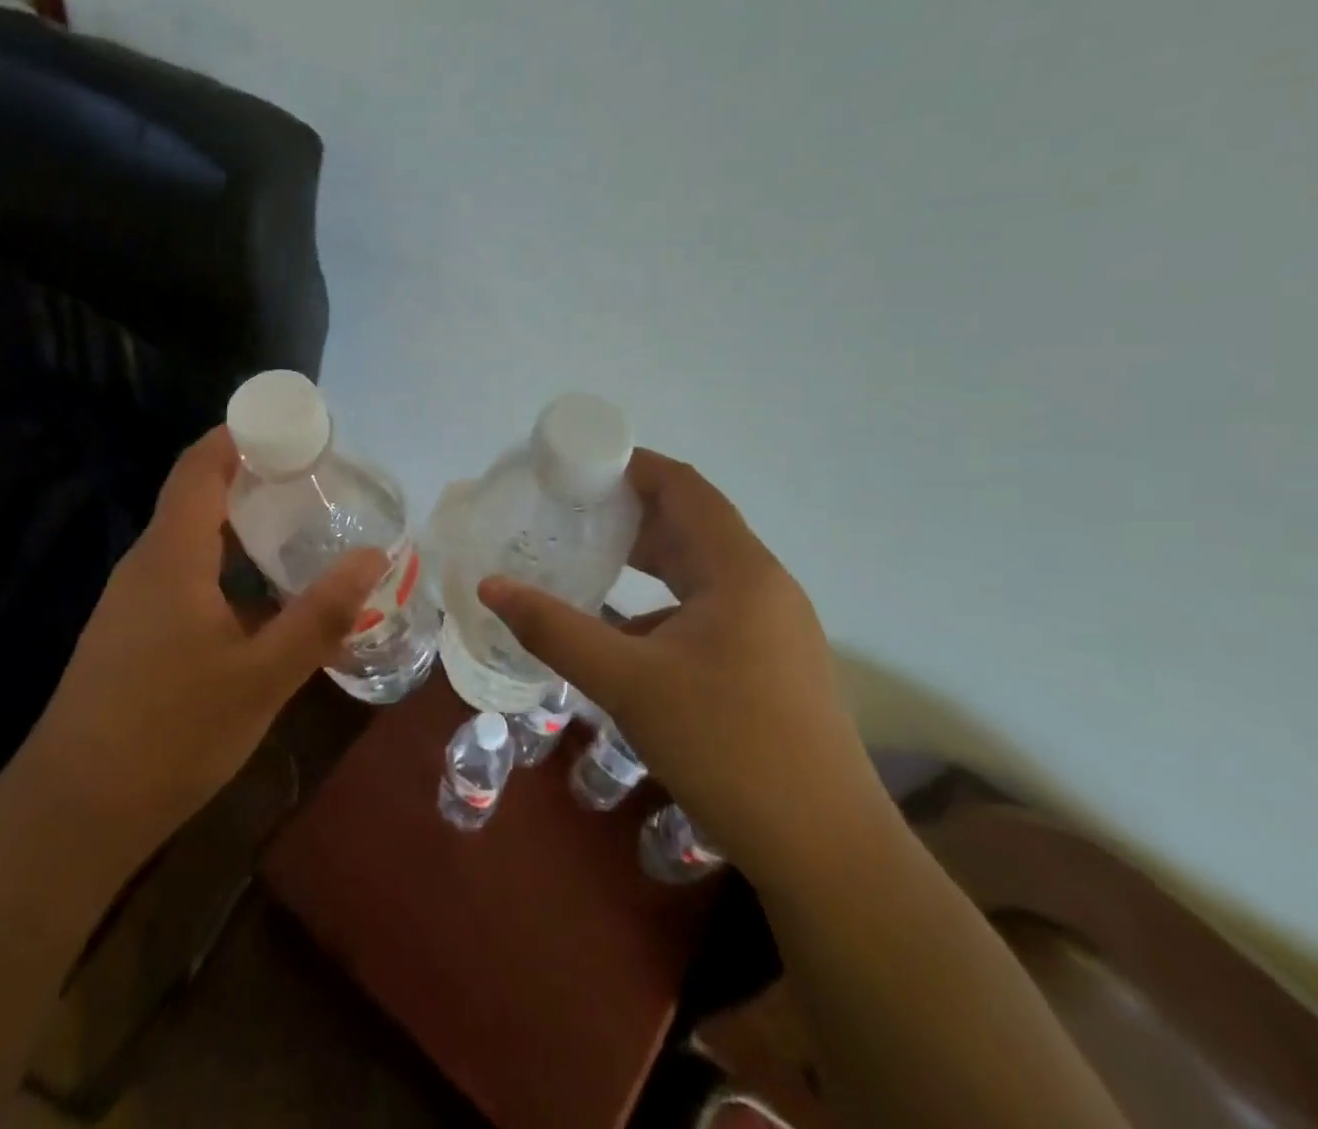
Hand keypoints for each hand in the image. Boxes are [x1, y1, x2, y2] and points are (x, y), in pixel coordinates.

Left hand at [23, 426, 383, 856]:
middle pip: (197, 496)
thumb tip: (373, 556)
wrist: (73, 812)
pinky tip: (261, 600)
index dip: (240, 434)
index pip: (200, 465)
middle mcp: (146, 564)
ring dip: (241, 527)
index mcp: (172, 555)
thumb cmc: (171, 733)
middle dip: (253, 479)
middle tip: (315, 482)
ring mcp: (132, 600)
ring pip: (191, 540)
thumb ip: (320, 615)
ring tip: (299, 532)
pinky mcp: (131, 633)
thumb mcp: (262, 676)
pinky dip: (226, 566)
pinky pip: (183, 575)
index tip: (293, 427)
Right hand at [478, 449, 886, 877]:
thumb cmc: (729, 748)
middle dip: (629, 510)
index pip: (685, 487)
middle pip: (691, 523)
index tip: (577, 464)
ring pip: (698, 569)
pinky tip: (622, 628)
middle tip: (566, 509)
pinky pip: (705, 608)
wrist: (827, 853)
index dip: (632, 465)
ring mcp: (770, 627)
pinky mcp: (767, 663)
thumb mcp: (629, 684)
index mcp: (740, 571)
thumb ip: (555, 630)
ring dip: (645, 556)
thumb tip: (490, 587)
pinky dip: (660, 601)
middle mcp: (761, 586)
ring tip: (586, 554)